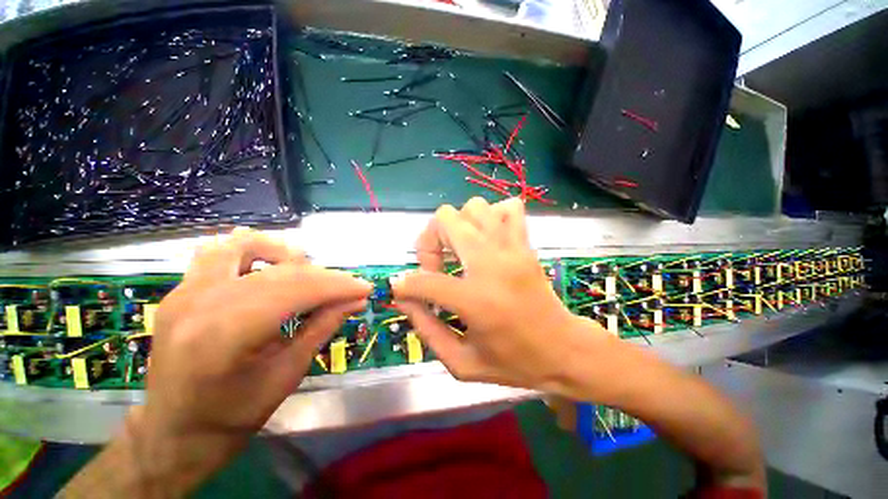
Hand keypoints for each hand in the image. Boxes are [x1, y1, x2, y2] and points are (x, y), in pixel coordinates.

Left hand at [114, 228, 370, 494]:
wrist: (175, 430)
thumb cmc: (233, 414)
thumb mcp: (288, 372)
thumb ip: (323, 326)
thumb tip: (356, 301)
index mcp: (226, 333)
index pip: (297, 290)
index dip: (337, 286)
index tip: (364, 289)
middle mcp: (201, 302)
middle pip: (280, 270)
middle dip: (324, 276)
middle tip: (345, 289)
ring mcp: (185, 291)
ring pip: (245, 245)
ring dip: (285, 255)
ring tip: (305, 275)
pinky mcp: (181, 289)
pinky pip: (219, 252)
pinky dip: (252, 253)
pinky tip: (269, 268)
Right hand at [392, 197, 605, 390]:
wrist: (564, 350)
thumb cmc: (514, 363)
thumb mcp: (461, 363)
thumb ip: (427, 329)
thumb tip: (404, 299)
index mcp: (475, 300)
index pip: (424, 280)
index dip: (404, 285)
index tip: (403, 290)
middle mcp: (492, 264)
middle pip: (446, 221)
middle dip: (429, 241)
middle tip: (437, 266)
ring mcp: (512, 248)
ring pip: (474, 207)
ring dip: (458, 226)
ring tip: (460, 251)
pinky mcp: (526, 244)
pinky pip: (508, 208)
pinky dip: (491, 216)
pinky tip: (487, 239)